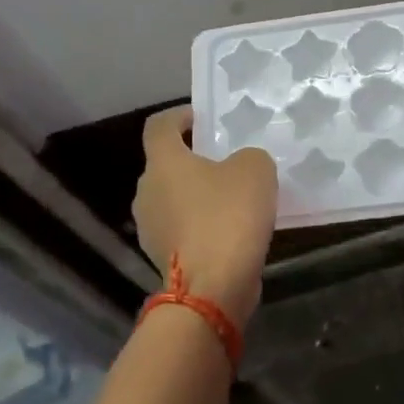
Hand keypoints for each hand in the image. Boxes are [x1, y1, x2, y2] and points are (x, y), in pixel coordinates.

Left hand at [132, 106, 278, 326]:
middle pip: (167, 167)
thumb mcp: (256, 171)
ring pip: (175, 200)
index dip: (179, 117)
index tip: (202, 118)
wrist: (212, 286)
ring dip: (198, 198)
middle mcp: (147, 192)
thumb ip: (248, 158)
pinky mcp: (163, 258)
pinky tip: (230, 234)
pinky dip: (201, 227)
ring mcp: (150, 228)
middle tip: (228, 164)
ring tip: (234, 203)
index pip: (159, 126)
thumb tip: (241, 166)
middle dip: (194, 162)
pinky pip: (183, 231)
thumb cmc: (229, 217)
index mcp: (163, 162)